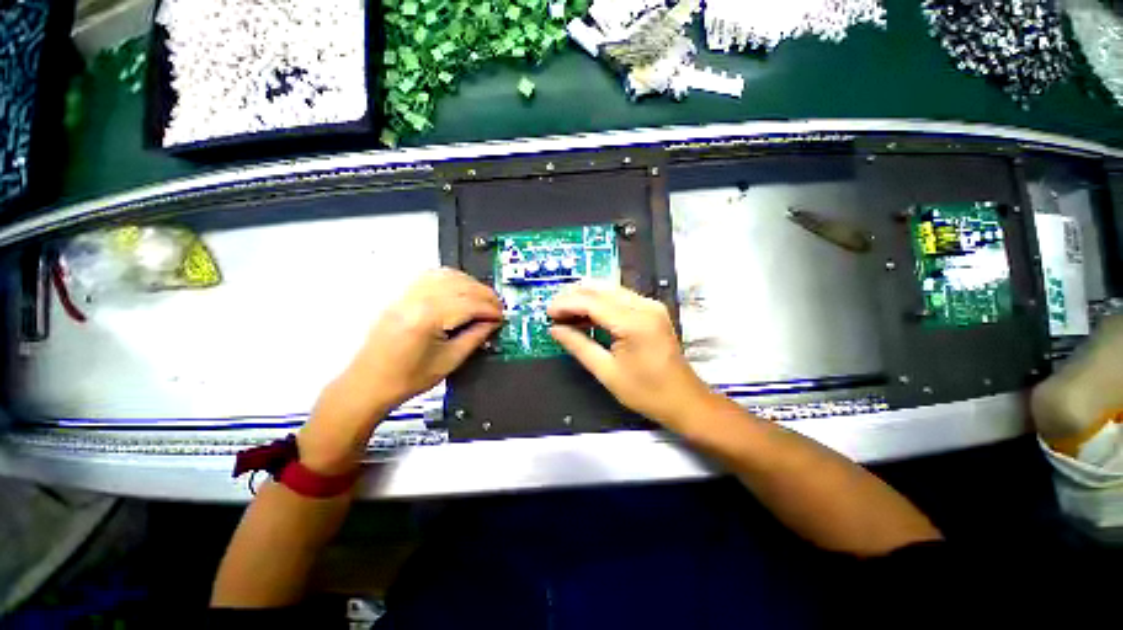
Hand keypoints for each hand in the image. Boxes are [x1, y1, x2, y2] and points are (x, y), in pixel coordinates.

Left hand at [347, 268, 502, 407]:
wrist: (369, 383)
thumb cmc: (408, 378)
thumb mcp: (450, 361)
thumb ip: (475, 337)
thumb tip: (493, 323)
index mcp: (427, 318)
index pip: (469, 304)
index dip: (490, 309)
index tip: (502, 317)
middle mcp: (416, 299)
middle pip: (460, 285)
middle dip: (485, 294)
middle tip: (497, 307)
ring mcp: (406, 294)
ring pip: (447, 275)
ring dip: (470, 283)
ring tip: (483, 298)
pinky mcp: (402, 295)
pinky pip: (432, 276)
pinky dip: (452, 279)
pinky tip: (461, 289)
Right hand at [548, 283, 713, 427]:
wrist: (684, 399)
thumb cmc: (646, 392)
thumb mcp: (607, 372)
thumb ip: (579, 346)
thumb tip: (555, 330)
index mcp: (634, 322)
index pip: (592, 302)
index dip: (567, 304)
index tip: (548, 312)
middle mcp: (645, 306)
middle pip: (601, 289)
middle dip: (574, 296)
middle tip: (554, 310)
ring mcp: (651, 305)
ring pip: (610, 290)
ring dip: (586, 298)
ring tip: (565, 312)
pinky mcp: (652, 310)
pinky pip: (620, 298)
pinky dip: (600, 303)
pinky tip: (586, 314)